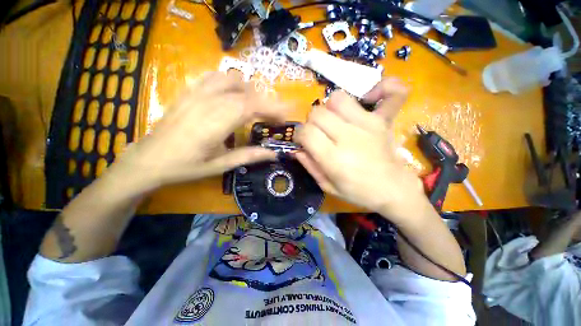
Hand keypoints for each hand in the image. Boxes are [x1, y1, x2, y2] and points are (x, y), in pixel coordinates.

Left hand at [110, 72, 287, 190]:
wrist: (148, 160)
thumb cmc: (185, 166)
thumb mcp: (221, 165)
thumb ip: (249, 156)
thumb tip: (274, 153)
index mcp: (217, 122)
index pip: (253, 106)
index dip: (273, 108)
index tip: (287, 115)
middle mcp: (209, 102)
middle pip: (247, 93)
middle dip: (267, 103)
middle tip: (275, 118)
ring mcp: (197, 93)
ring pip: (233, 80)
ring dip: (250, 92)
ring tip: (256, 108)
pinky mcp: (189, 91)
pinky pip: (215, 77)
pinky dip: (231, 82)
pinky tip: (234, 94)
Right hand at [295, 78, 426, 222]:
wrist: (393, 190)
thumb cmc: (358, 191)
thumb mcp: (328, 186)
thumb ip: (310, 165)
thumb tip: (296, 149)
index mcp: (334, 158)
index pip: (306, 132)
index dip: (299, 135)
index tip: (303, 141)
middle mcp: (349, 137)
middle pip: (318, 113)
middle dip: (311, 122)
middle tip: (318, 133)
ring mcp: (368, 124)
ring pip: (338, 99)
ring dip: (330, 108)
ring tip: (334, 120)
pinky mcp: (383, 120)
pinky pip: (389, 92)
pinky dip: (380, 89)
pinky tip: (371, 97)